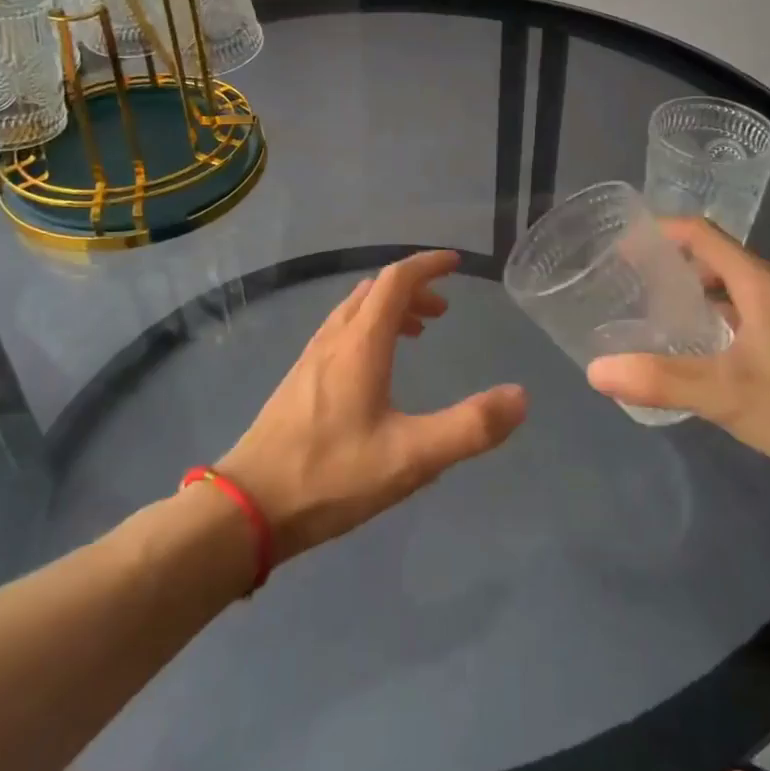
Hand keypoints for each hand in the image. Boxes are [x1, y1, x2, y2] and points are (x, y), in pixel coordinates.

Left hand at [217, 251, 527, 563]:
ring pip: (354, 311)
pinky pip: (340, 332)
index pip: (396, 281)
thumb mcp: (411, 457)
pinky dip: (368, 329)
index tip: (456, 263)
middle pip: (375, 291)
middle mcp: (334, 339)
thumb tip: (520, 397)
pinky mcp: (298, 380)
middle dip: (413, 289)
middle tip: (444, 311)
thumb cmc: (332, 475)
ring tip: (417, 333)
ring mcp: (311, 358)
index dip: (427, 265)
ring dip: (389, 309)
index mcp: (361, 344)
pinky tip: (374, 369)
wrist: (248, 507)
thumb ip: (469, 428)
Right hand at [585, 218, 769, 505]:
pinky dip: (712, 324)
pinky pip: (743, 320)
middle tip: (626, 284)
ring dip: (691, 297)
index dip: (661, 230)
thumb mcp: (726, 393)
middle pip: (713, 260)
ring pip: (729, 293)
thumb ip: (659, 379)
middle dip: (669, 266)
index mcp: (758, 284)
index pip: (702, 234)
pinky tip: (694, 355)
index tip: (621, 244)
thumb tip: (595, 370)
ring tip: (649, 317)